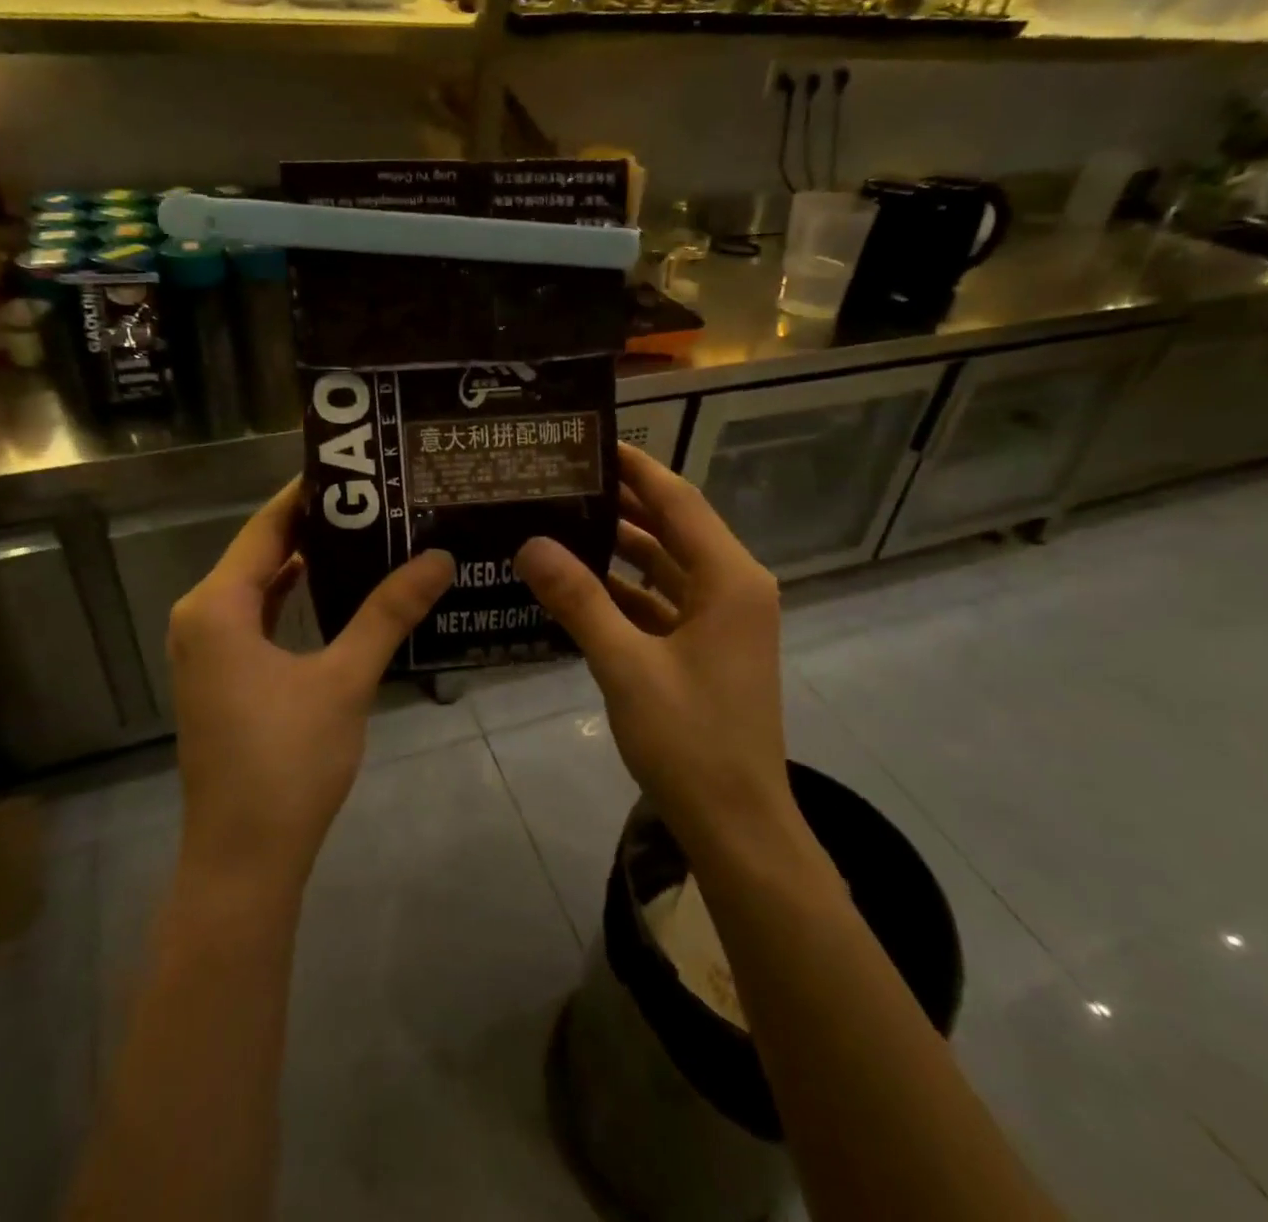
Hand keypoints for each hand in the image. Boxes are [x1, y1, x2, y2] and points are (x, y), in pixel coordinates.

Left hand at [167, 479, 453, 888]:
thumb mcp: (344, 679)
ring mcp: (209, 648)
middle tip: (379, 497)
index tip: (360, 466)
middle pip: (262, 551)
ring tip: (369, 531)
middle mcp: (202, 616)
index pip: (266, 526)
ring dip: (307, 561)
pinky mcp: (223, 675)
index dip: (310, 493)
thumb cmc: (288, 762)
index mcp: (217, 606)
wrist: (244, 858)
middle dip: (317, 524)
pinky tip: (340, 589)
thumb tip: (439, 557)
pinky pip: (258, 616)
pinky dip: (294, 597)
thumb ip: (388, 613)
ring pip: (260, 585)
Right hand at [514, 444, 798, 864]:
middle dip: (622, 503)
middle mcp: (732, 588)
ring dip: (620, 547)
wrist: (737, 825)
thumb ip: (578, 600)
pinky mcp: (706, 649)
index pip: (678, 502)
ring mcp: (721, 621)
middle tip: (563, 479)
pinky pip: (662, 603)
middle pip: (673, 528)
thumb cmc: (690, 740)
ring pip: (665, 567)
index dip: (637, 469)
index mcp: (729, 580)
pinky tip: (577, 583)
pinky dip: (625, 591)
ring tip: (562, 520)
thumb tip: (531, 543)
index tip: (591, 441)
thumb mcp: (626, 666)